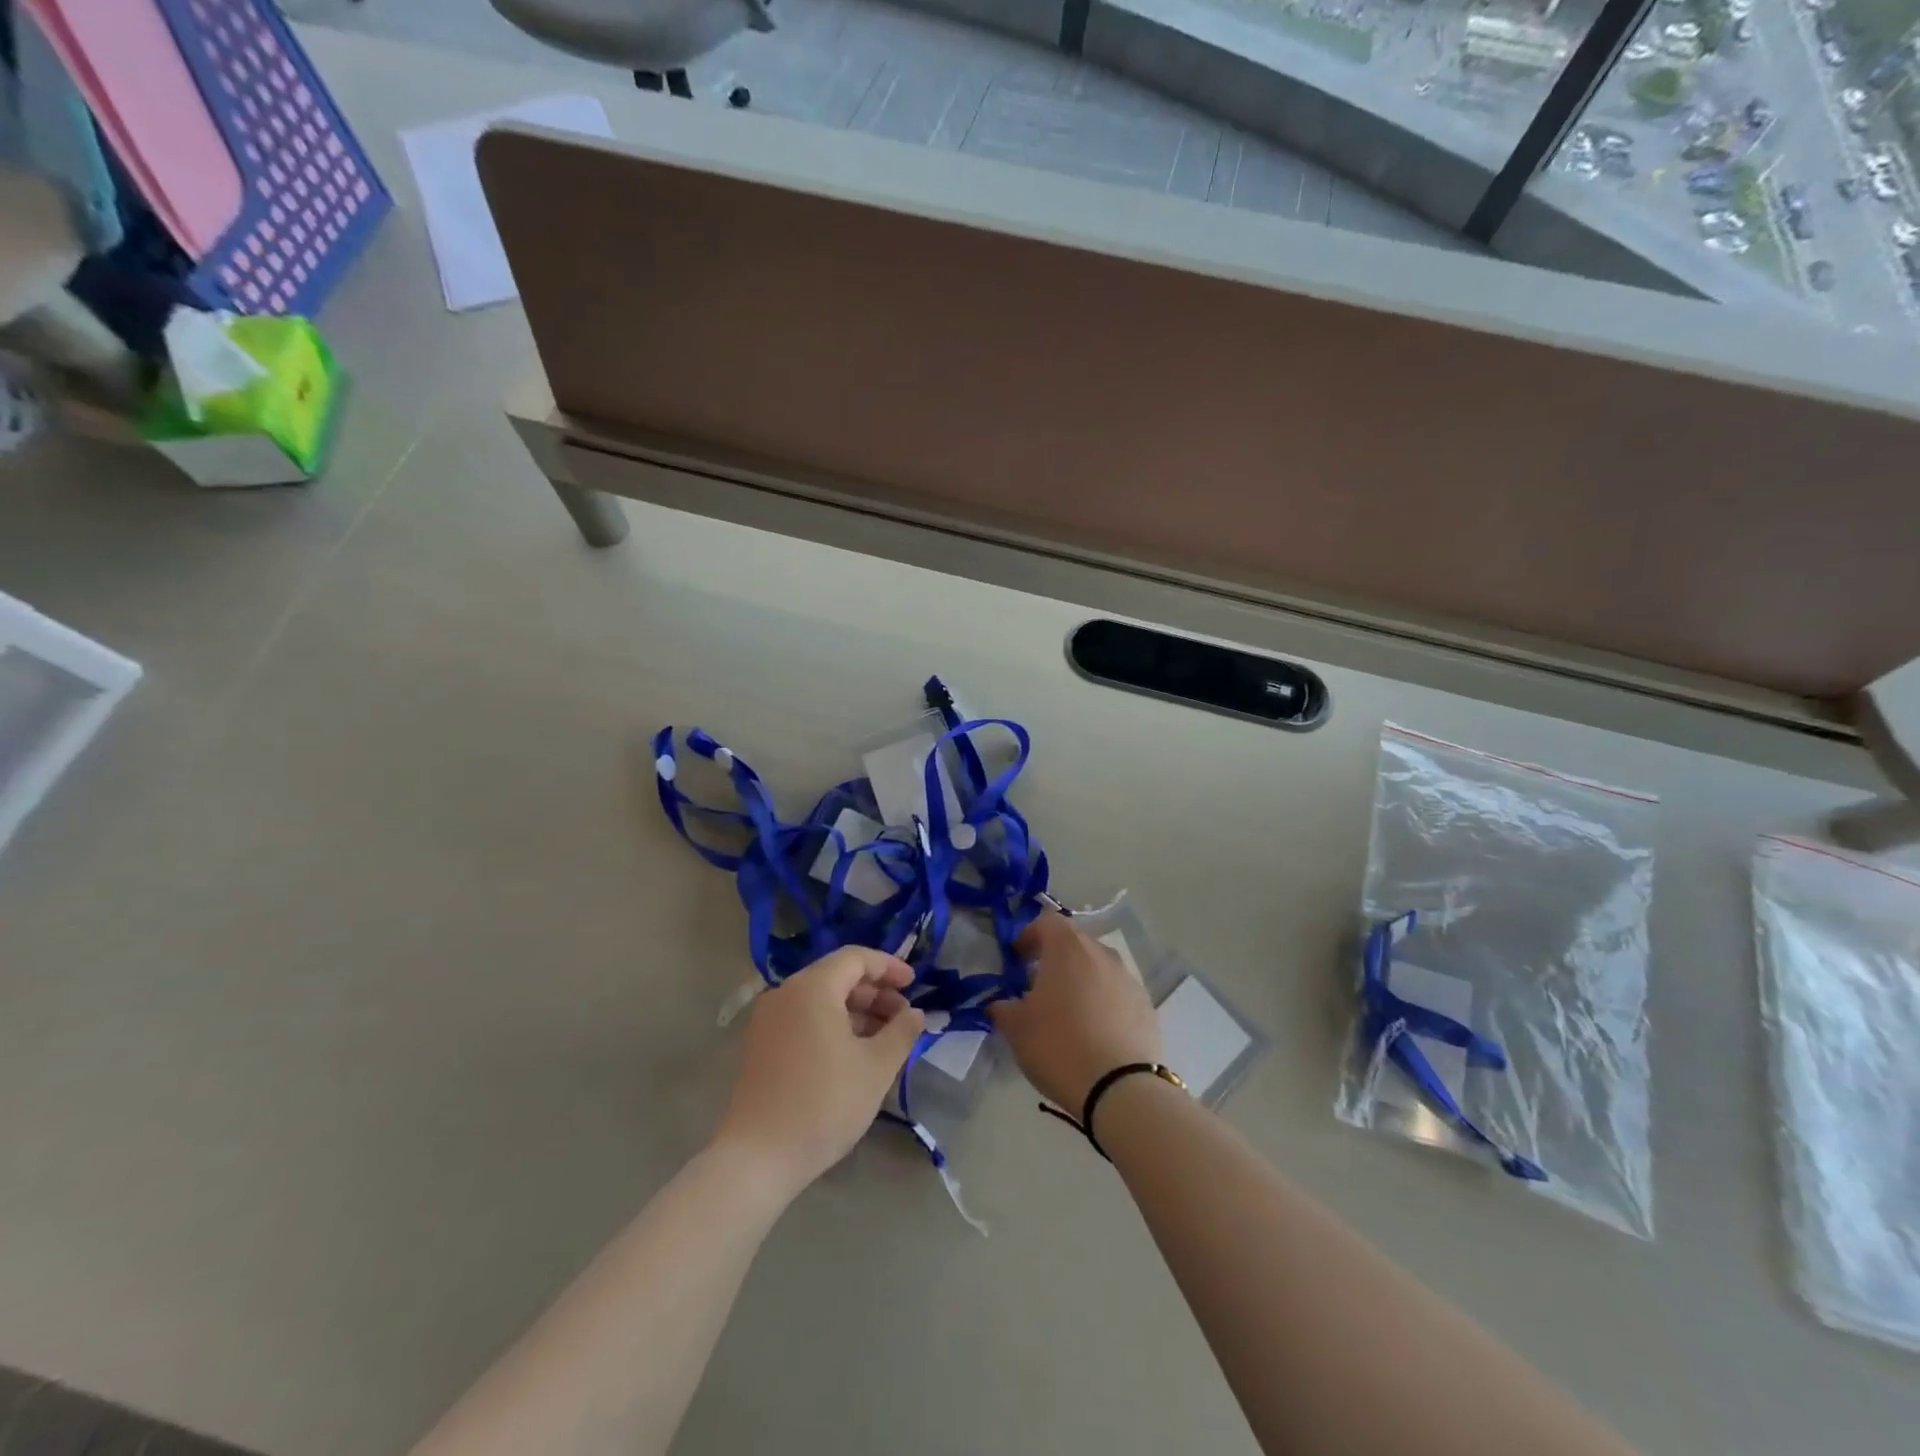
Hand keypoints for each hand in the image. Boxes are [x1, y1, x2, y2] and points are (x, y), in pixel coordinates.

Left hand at [713, 947, 925, 1201]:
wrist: (758, 1158)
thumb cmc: (824, 1103)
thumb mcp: (876, 1067)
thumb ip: (902, 1032)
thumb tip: (916, 1013)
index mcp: (812, 988)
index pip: (856, 958)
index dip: (889, 966)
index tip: (914, 984)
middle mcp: (785, 993)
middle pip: (837, 977)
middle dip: (875, 992)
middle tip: (905, 1016)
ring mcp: (768, 1020)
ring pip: (821, 999)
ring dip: (856, 1011)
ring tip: (886, 1038)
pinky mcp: (761, 1045)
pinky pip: (804, 1019)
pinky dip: (833, 1025)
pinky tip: (854, 1052)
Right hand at [990, 911, 1161, 1113]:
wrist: (1120, 1088)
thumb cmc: (1059, 1046)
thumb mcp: (1016, 1028)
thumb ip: (1003, 1008)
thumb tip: (1001, 1004)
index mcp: (1068, 948)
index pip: (1046, 922)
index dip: (1029, 936)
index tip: (1017, 960)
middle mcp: (1101, 953)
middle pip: (1074, 943)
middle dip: (1054, 959)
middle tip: (1038, 987)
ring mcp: (1128, 978)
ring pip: (1098, 968)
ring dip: (1081, 980)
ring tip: (1068, 1013)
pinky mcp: (1146, 1005)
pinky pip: (1117, 993)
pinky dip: (1103, 1002)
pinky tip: (1094, 1032)